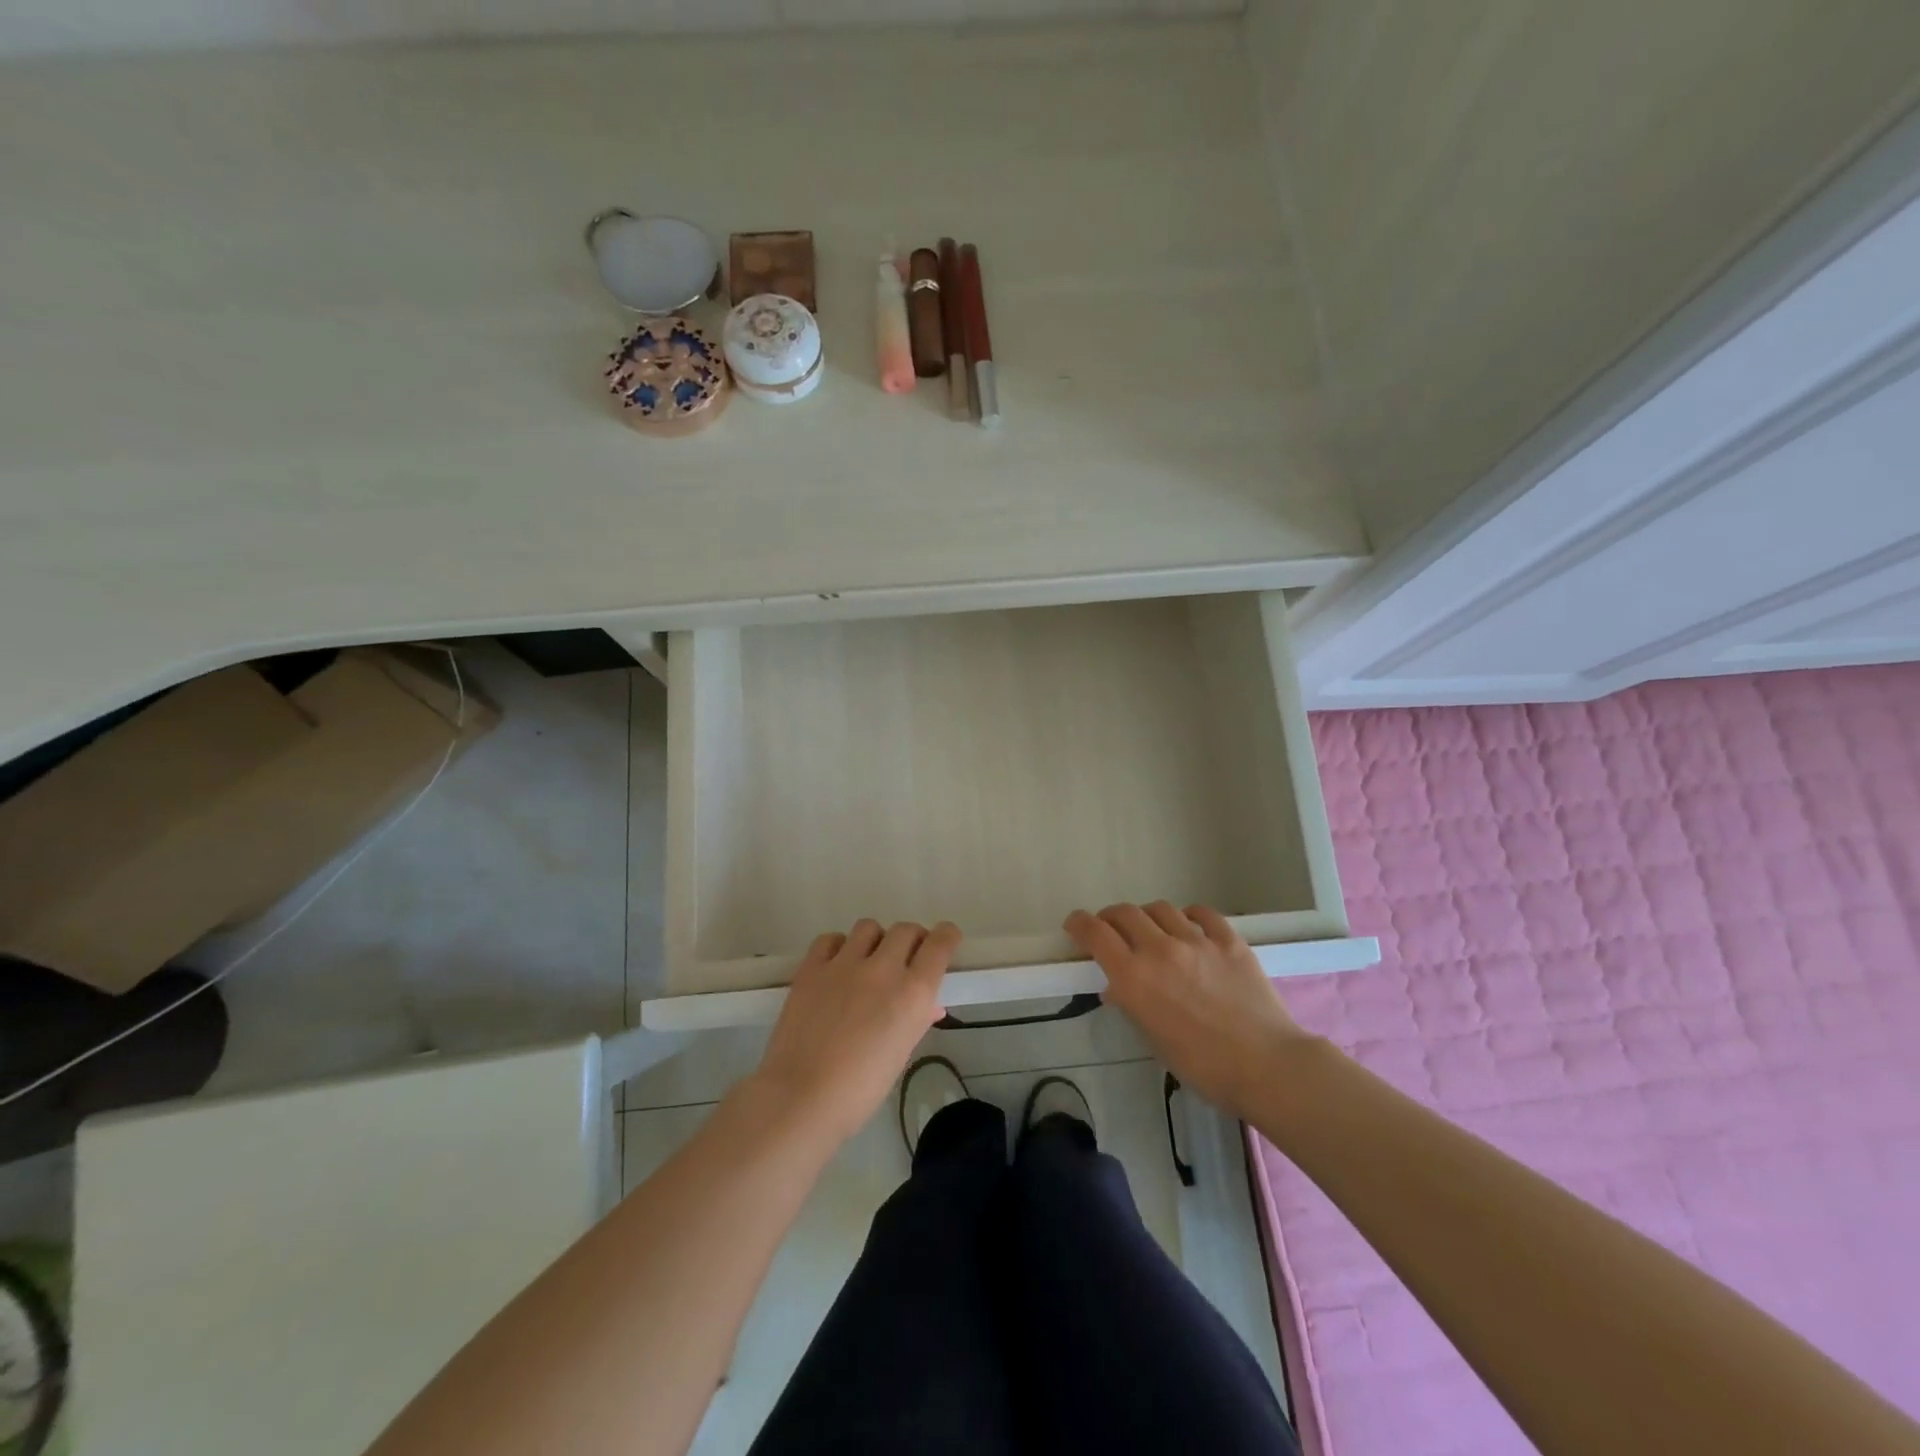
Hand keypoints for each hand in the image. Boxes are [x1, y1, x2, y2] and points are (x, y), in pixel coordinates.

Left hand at [750, 919, 960, 1145]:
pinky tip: (837, 966)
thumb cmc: (860, 1089)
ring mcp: (844, 964)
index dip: (946, 936)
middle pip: (906, 930)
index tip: (945, 940)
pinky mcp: (811, 968)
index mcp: (913, 993)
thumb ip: (917, 1020)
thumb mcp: (901, 1053)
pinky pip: (831, 939)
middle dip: (912, 940)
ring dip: (875, 941)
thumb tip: (928, 1005)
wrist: (802, 1098)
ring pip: (869, 927)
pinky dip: (838, 947)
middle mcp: (883, 969)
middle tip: (906, 959)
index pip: (939, 943)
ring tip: (868, 961)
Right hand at [1065, 902, 1313, 1119]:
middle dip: (1110, 918)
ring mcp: (1197, 941)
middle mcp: (1160, 949)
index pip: (1095, 933)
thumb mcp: (1153, 1040)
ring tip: (1152, 930)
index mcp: (1134, 977)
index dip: (1079, 924)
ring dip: (1148, 916)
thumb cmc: (1202, 1066)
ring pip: (1160, 909)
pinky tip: (1189, 926)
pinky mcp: (1229, 940)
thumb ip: (1132, 1005)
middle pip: (1124, 913)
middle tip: (1111, 929)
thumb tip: (1118, 988)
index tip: (1074, 925)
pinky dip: (1188, 916)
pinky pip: (1202, 913)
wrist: (1266, 1066)